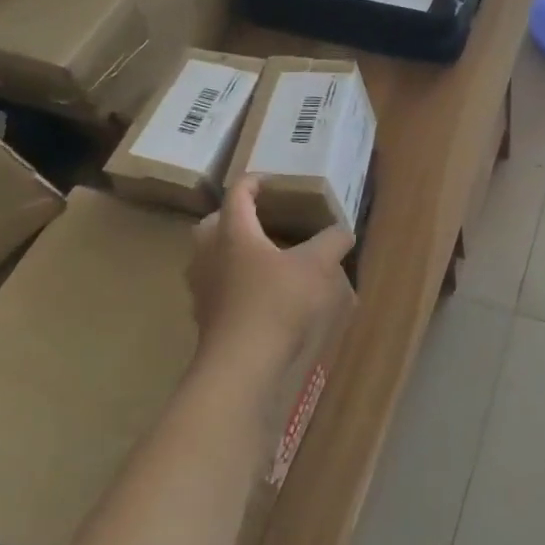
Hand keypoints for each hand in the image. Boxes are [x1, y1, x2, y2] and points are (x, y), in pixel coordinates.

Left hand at [187, 179, 354, 374]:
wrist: (242, 363)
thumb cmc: (278, 302)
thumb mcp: (317, 266)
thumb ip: (331, 242)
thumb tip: (342, 231)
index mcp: (234, 231)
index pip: (238, 193)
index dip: (254, 182)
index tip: (272, 181)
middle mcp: (209, 252)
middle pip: (213, 222)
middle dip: (233, 215)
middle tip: (260, 218)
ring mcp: (202, 285)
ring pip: (208, 254)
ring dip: (227, 248)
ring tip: (259, 255)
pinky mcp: (203, 314)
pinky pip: (213, 284)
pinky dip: (229, 279)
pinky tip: (255, 291)